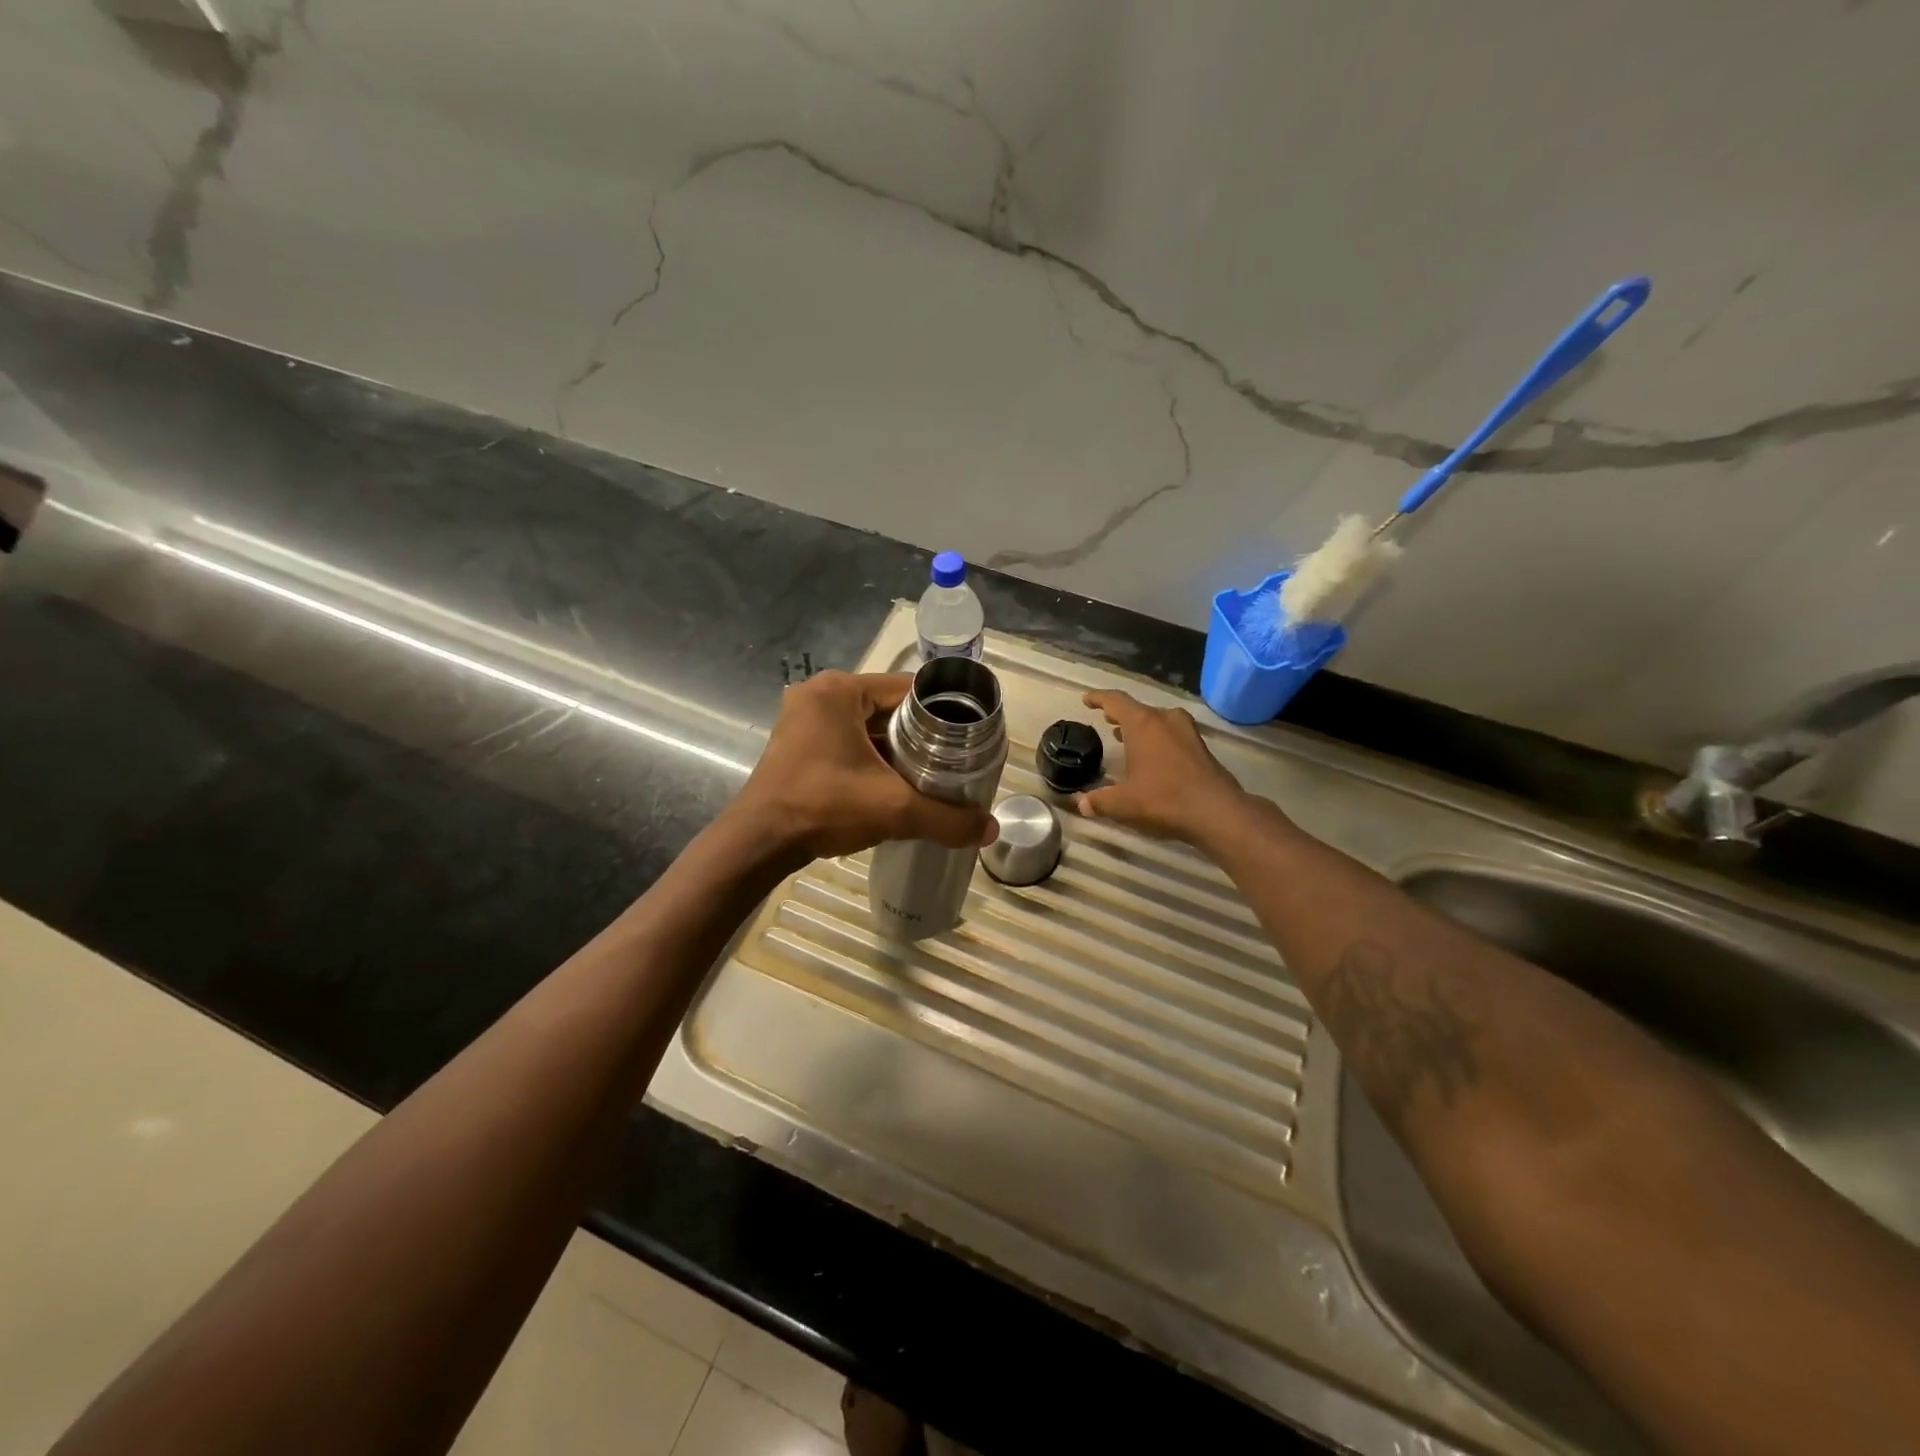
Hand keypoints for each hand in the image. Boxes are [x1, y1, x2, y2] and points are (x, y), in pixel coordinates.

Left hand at [731, 672, 998, 862]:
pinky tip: (893, 784)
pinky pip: (847, 741)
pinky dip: (871, 758)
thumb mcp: (894, 810)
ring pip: (867, 727)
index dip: (942, 713)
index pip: (909, 690)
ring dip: (895, 749)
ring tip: (930, 775)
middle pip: (888, 708)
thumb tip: (990, 830)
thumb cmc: (824, 807)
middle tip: (951, 762)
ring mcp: (804, 718)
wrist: (760, 843)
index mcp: (841, 690)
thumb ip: (946, 818)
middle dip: (919, 736)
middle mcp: (820, 694)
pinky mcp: (797, 743)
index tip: (966, 740)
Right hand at [1077, 690, 1247, 843]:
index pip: (1115, 700)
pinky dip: (1158, 738)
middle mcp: (1165, 719)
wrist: (1216, 811)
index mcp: (1142, 723)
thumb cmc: (1163, 799)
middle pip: (1138, 709)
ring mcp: (1187, 731)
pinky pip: (1173, 733)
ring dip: (1141, 726)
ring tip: (1126, 736)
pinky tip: (1153, 755)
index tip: (1087, 700)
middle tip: (1107, 720)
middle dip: (1120, 714)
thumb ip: (1099, 801)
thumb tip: (1082, 804)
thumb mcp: (1123, 803)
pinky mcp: (1201, 746)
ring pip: (1158, 720)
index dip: (1099, 698)